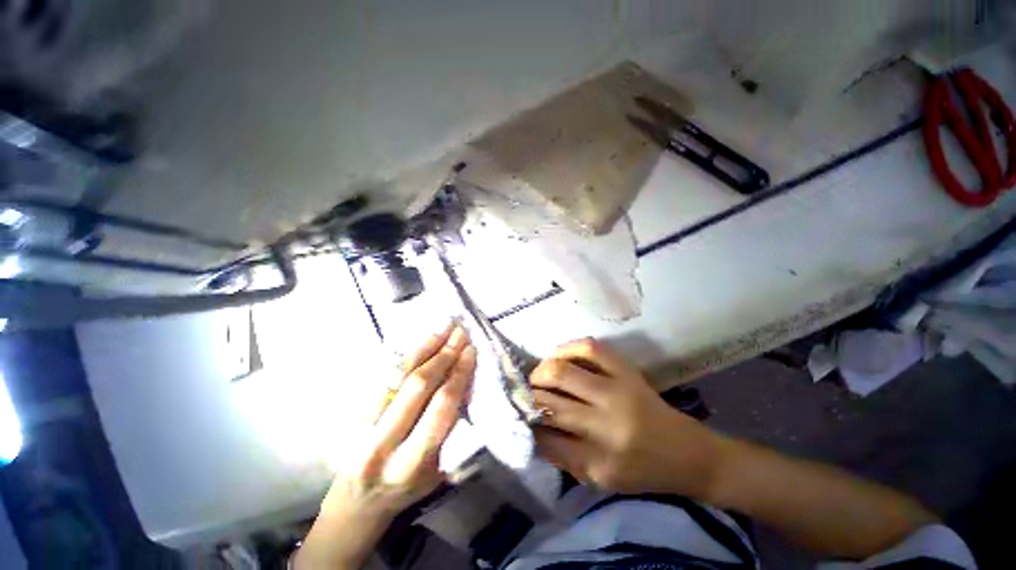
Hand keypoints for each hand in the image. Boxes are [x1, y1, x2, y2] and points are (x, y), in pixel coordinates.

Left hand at [296, 324, 475, 568]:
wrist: (357, 501)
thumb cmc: (406, 489)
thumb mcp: (437, 471)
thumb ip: (450, 430)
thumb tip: (465, 383)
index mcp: (411, 464)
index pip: (441, 407)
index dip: (458, 374)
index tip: (471, 351)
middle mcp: (383, 444)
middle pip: (418, 386)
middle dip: (444, 355)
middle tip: (460, 333)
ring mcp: (362, 427)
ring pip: (397, 376)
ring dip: (424, 348)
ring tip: (443, 329)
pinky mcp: (352, 414)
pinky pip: (383, 376)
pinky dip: (406, 356)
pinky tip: (422, 343)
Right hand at [531, 338, 720, 497]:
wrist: (688, 454)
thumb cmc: (642, 472)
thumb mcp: (600, 479)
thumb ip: (563, 456)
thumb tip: (532, 430)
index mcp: (599, 460)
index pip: (546, 437)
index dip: (527, 424)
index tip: (518, 417)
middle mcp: (605, 423)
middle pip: (550, 400)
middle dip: (529, 396)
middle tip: (524, 394)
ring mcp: (617, 391)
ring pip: (562, 372)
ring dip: (541, 372)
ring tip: (537, 377)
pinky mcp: (627, 372)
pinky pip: (590, 349)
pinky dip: (568, 348)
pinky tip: (558, 355)